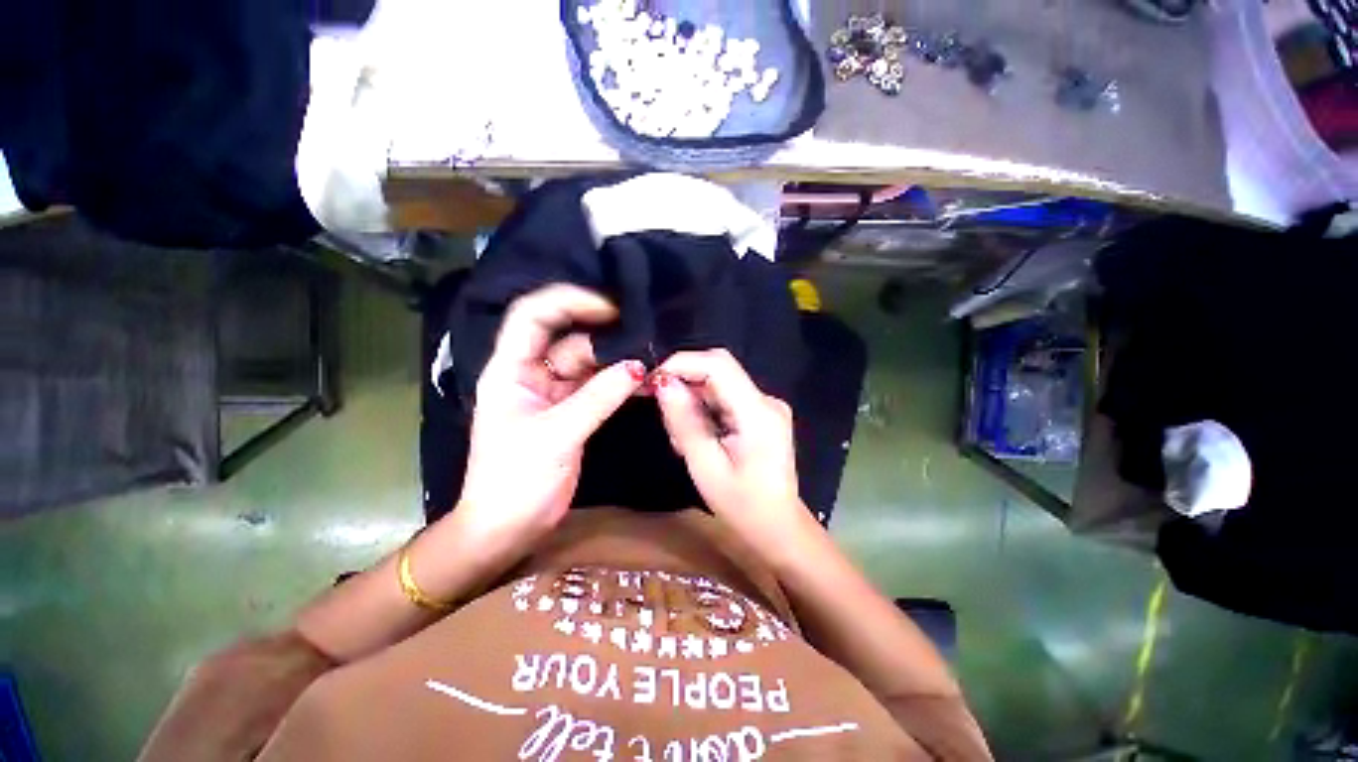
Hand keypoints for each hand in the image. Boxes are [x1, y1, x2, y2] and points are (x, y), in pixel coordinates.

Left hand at [456, 284, 643, 557]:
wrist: (509, 528)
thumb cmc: (514, 481)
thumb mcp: (556, 435)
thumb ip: (598, 398)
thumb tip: (638, 367)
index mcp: (510, 369)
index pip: (533, 316)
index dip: (569, 301)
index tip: (611, 307)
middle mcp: (531, 373)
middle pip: (568, 337)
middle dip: (604, 333)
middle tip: (643, 332)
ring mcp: (554, 392)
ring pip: (588, 363)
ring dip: (617, 360)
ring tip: (652, 356)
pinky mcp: (573, 411)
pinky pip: (599, 386)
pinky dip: (619, 383)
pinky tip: (645, 380)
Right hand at [653, 349, 814, 556]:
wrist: (779, 528)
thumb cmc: (742, 506)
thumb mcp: (706, 467)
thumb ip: (685, 422)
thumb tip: (664, 383)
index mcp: (758, 412)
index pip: (718, 364)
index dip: (681, 363)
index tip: (651, 382)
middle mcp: (766, 400)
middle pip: (718, 370)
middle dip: (683, 382)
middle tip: (661, 411)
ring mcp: (765, 406)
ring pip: (718, 383)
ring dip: (692, 400)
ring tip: (682, 439)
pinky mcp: (760, 414)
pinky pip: (724, 398)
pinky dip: (703, 409)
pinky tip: (697, 437)